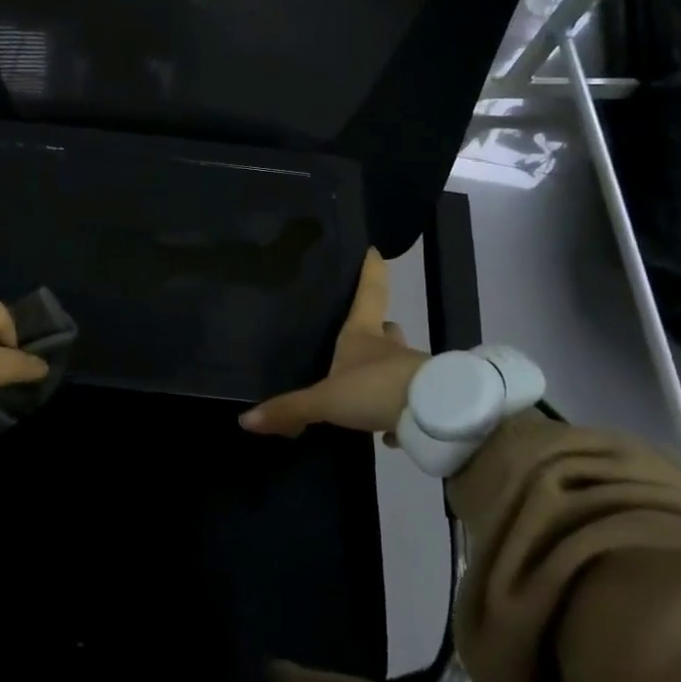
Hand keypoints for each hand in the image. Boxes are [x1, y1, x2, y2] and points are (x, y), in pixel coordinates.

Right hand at [239, 249, 425, 439]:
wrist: (436, 416)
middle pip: (387, 327)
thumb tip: (245, 419)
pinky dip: (399, 410)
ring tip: (367, 392)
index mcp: (363, 335)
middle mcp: (389, 348)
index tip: (375, 251)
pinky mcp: (428, 400)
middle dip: (379, 328)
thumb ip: (290, 409)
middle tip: (366, 334)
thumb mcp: (325, 401)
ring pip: (399, 364)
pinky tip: (387, 430)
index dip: (370, 271)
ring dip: (387, 373)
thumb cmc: (375, 389)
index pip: (369, 293)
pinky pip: (410, 401)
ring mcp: (412, 372)